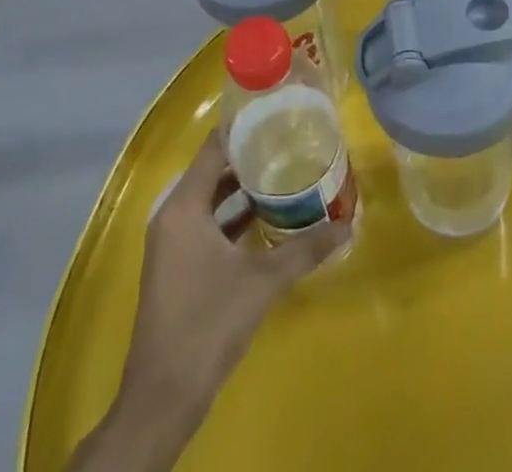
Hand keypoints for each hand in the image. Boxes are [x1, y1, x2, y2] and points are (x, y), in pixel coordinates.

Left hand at [121, 132, 348, 427]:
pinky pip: (206, 223)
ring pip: (210, 198)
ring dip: (242, 187)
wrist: (163, 398)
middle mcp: (172, 215)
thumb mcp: (262, 282)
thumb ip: (304, 249)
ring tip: (285, 171)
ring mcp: (171, 242)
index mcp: (184, 206)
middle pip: (213, 169)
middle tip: (290, 140)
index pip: (214, 147)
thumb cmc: (208, 324)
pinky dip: (232, 215)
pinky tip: (266, 217)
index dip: (244, 127)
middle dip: (250, 155)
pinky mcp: (176, 265)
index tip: (278, 113)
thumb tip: (347, 225)